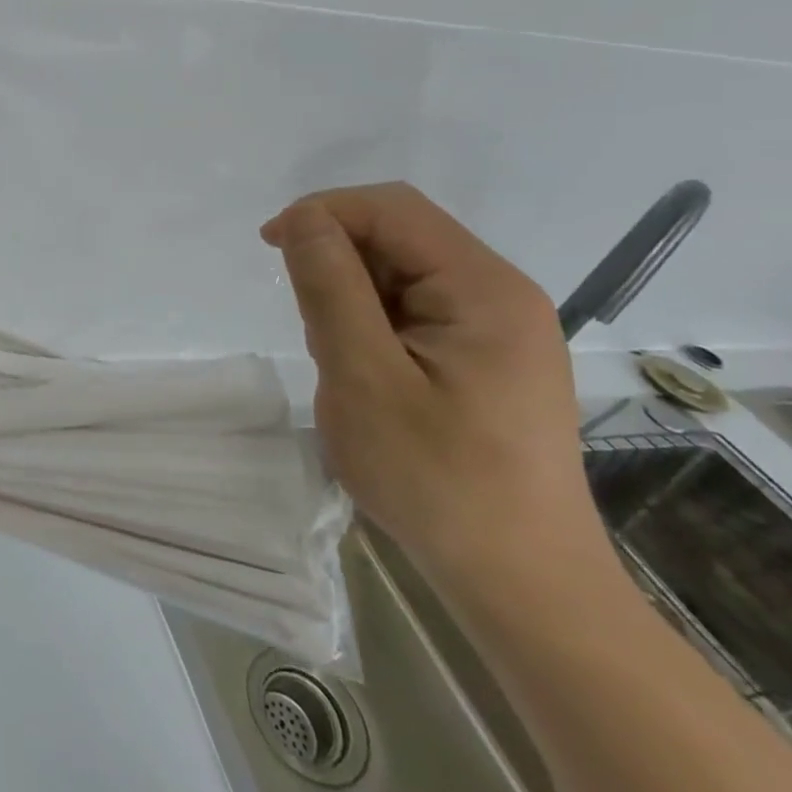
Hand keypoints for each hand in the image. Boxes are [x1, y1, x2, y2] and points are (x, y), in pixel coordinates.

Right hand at [260, 182, 603, 596]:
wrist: (521, 582)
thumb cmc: (437, 480)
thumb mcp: (363, 377)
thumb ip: (330, 288)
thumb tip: (303, 218)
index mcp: (483, 288)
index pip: (391, 209)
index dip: (323, 212)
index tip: (270, 249)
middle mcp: (500, 294)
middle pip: (400, 235)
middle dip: (337, 260)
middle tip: (308, 324)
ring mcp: (499, 327)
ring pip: (402, 272)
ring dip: (352, 295)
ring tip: (339, 359)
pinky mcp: (487, 356)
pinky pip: (415, 308)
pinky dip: (373, 322)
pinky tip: (367, 372)